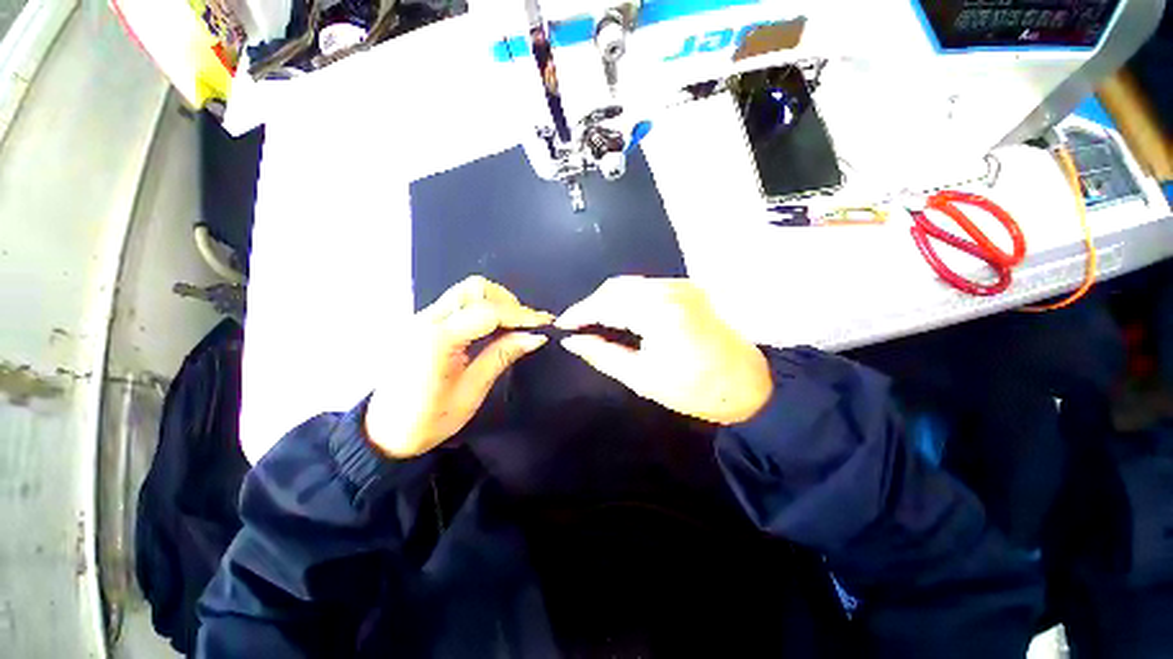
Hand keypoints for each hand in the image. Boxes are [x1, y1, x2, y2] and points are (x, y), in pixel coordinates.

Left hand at [364, 277, 552, 457]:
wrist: (383, 432)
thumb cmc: (428, 420)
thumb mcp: (472, 391)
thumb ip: (502, 356)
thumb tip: (535, 337)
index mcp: (438, 340)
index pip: (489, 312)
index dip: (521, 315)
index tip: (545, 323)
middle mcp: (427, 320)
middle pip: (475, 289)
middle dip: (507, 302)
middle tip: (525, 325)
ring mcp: (422, 318)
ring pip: (466, 291)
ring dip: (495, 302)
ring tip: (512, 325)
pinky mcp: (423, 322)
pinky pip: (458, 303)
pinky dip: (482, 308)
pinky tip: (493, 327)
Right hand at [557, 277, 772, 424]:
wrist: (748, 384)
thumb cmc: (695, 389)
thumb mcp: (642, 378)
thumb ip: (603, 355)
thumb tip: (572, 342)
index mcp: (659, 312)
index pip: (606, 303)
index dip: (579, 313)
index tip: (561, 325)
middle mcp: (669, 289)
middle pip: (616, 287)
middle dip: (592, 304)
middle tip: (577, 327)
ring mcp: (681, 285)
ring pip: (630, 284)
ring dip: (608, 300)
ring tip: (595, 323)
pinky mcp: (687, 289)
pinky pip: (646, 287)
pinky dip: (627, 299)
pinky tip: (620, 316)